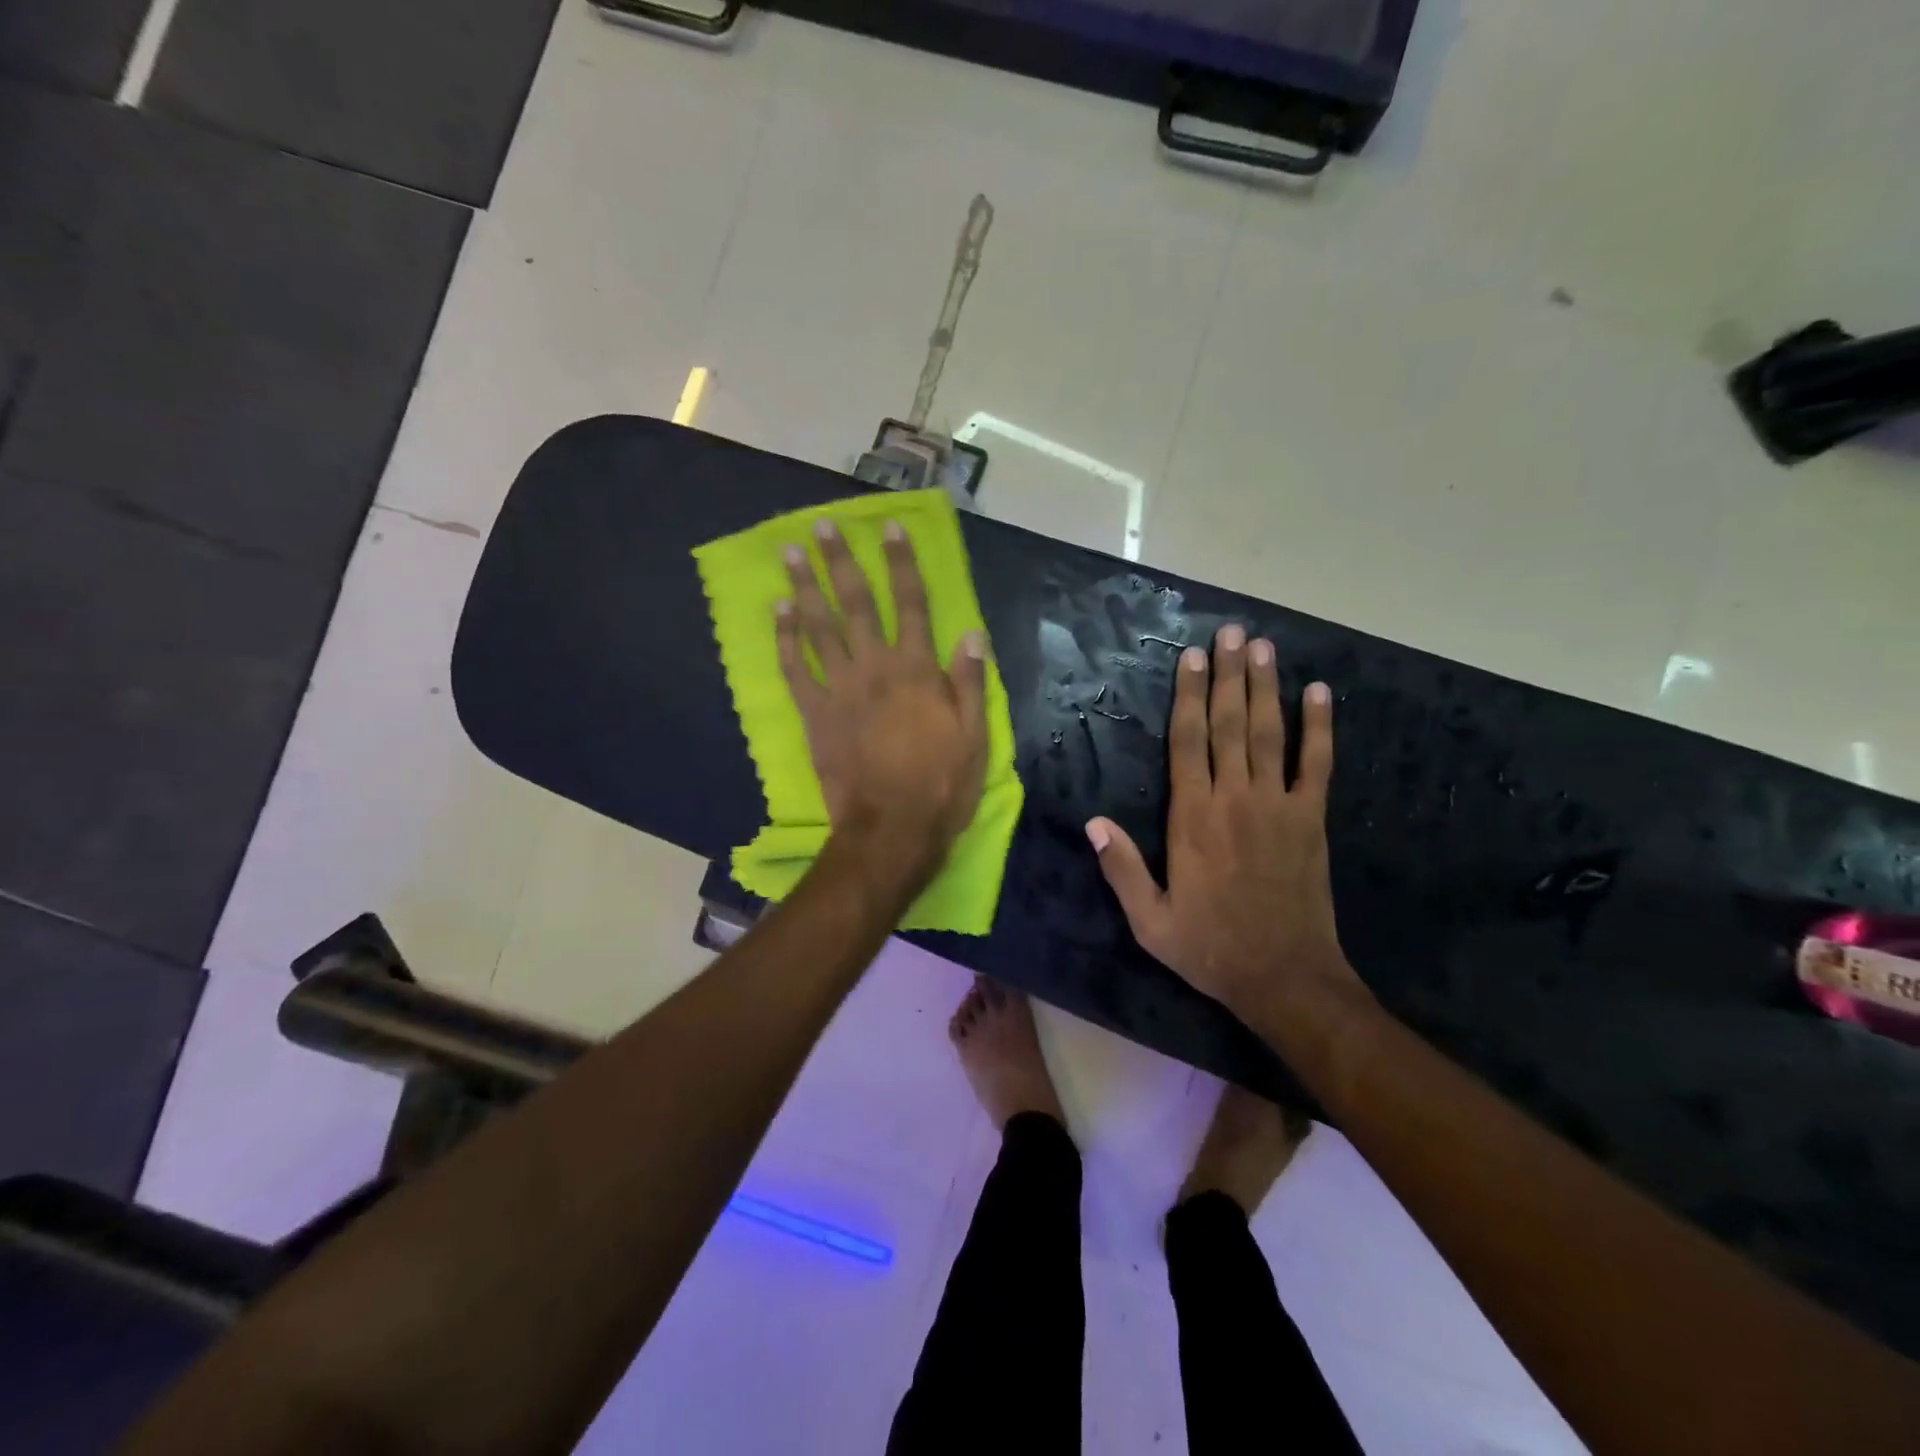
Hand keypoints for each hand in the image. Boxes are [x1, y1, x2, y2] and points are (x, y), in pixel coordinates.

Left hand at [777, 517, 988, 885]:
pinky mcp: (815, 715)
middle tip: (822, 526)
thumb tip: (971, 633)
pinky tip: (777, 612)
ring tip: (791, 553)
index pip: (911, 603)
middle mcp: (876, 668)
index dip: (902, 563)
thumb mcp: (975, 737)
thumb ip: (970, 682)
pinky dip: (784, 640)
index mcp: (918, 671)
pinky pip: (795, 670)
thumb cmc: (941, 786)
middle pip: (856, 604)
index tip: (890, 528)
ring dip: (805, 588)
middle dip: (841, 562)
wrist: (891, 830)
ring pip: (819, 628)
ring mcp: (840, 690)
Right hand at [1086, 625, 1362, 1027]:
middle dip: (1228, 675)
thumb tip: (1092, 822)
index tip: (1192, 657)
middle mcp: (1235, 799)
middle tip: (1231, 632)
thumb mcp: (1149, 920)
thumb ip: (1121, 868)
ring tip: (1263, 647)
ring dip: (1265, 687)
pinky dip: (1319, 727)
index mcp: (1192, 818)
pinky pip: (1316, 764)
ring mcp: (1278, 805)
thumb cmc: (1210, 947)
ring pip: (1269, 734)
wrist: (1285, 977)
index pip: (1187, 743)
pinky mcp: (1311, 819)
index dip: (1189, 696)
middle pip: (1229, 724)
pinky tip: (1318, 693)